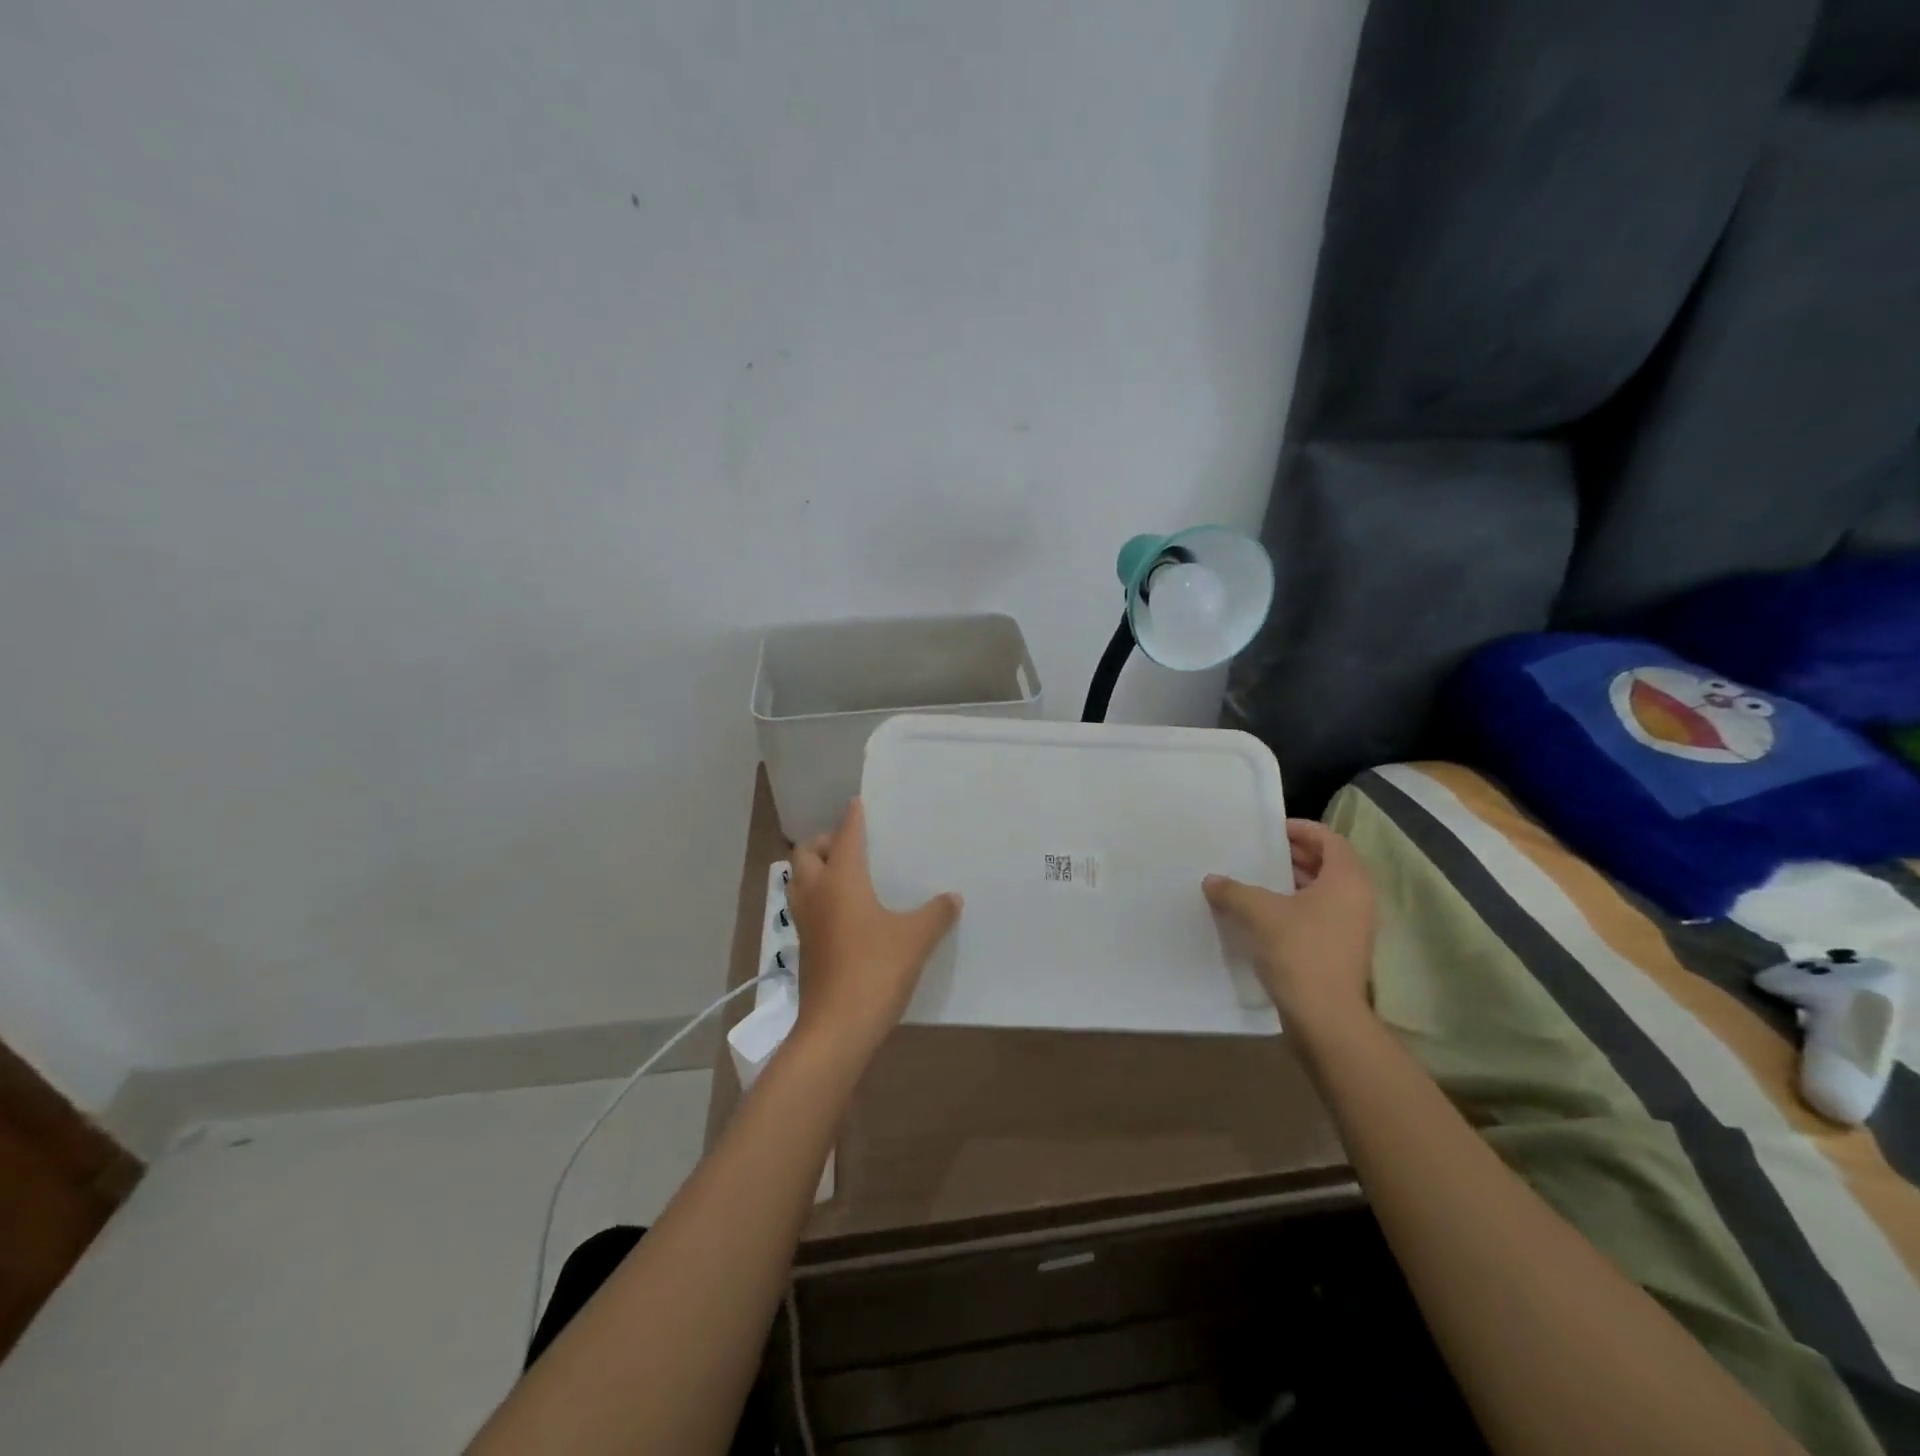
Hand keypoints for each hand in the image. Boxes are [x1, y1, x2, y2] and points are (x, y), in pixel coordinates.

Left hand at [786, 799, 961, 1065]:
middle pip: (807, 853)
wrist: (837, 1027)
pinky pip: (805, 906)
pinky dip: (818, 896)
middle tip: (850, 846)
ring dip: (815, 869)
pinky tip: (844, 911)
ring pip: (799, 881)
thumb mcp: (915, 939)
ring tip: (844, 874)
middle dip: (824, 842)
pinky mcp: (805, 947)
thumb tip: (953, 897)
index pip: (845, 836)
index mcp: (841, 880)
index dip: (852, 818)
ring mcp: (805, 922)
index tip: (857, 804)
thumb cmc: (875, 970)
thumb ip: (936, 914)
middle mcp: (817, 894)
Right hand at [1204, 819, 1375, 1033]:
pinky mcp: (1340, 949)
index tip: (1270, 830)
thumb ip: (1233, 890)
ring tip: (1254, 879)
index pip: (1330, 839)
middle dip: (1293, 854)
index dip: (1301, 829)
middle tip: (1258, 852)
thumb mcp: (1259, 913)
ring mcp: (1352, 926)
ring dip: (1291, 881)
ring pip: (1322, 891)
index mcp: (1347, 880)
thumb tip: (1212, 880)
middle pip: (1328, 863)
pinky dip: (1294, 905)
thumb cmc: (1299, 951)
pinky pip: (1318, 914)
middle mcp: (1357, 898)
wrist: (1325, 1017)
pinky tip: (1262, 913)